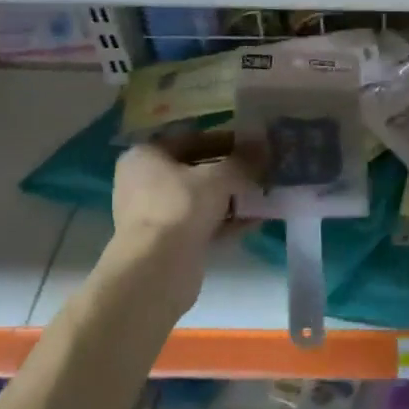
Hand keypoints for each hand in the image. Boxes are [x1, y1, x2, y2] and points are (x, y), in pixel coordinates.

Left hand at [106, 134, 252, 308]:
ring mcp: (154, 213)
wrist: (157, 269)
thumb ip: (244, 160)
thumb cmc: (181, 208)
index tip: (254, 145)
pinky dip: (226, 220)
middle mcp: (144, 181)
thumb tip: (264, 144)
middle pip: (196, 169)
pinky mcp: (166, 241)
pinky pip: (201, 222)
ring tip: (264, 194)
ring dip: (231, 196)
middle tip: (262, 169)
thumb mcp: (219, 177)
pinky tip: (256, 220)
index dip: (226, 140)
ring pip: (200, 198)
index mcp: (146, 156)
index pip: (191, 139)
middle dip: (231, 170)